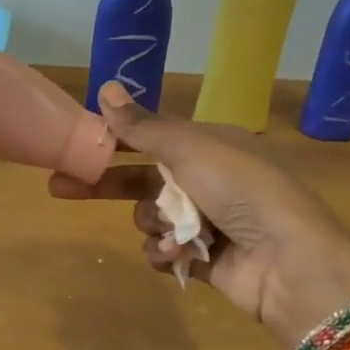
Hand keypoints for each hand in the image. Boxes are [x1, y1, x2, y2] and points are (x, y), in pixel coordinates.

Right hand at [49, 81, 349, 345]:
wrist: (290, 262)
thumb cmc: (242, 191)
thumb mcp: (191, 149)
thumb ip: (143, 126)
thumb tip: (104, 87)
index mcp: (208, 145)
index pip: (149, 137)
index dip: (112, 141)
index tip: (76, 146)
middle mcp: (205, 180)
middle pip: (140, 178)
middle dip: (104, 184)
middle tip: (58, 188)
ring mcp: (205, 221)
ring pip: (149, 218)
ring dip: (154, 225)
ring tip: (172, 233)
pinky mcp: (203, 258)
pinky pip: (163, 252)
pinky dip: (165, 253)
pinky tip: (177, 255)